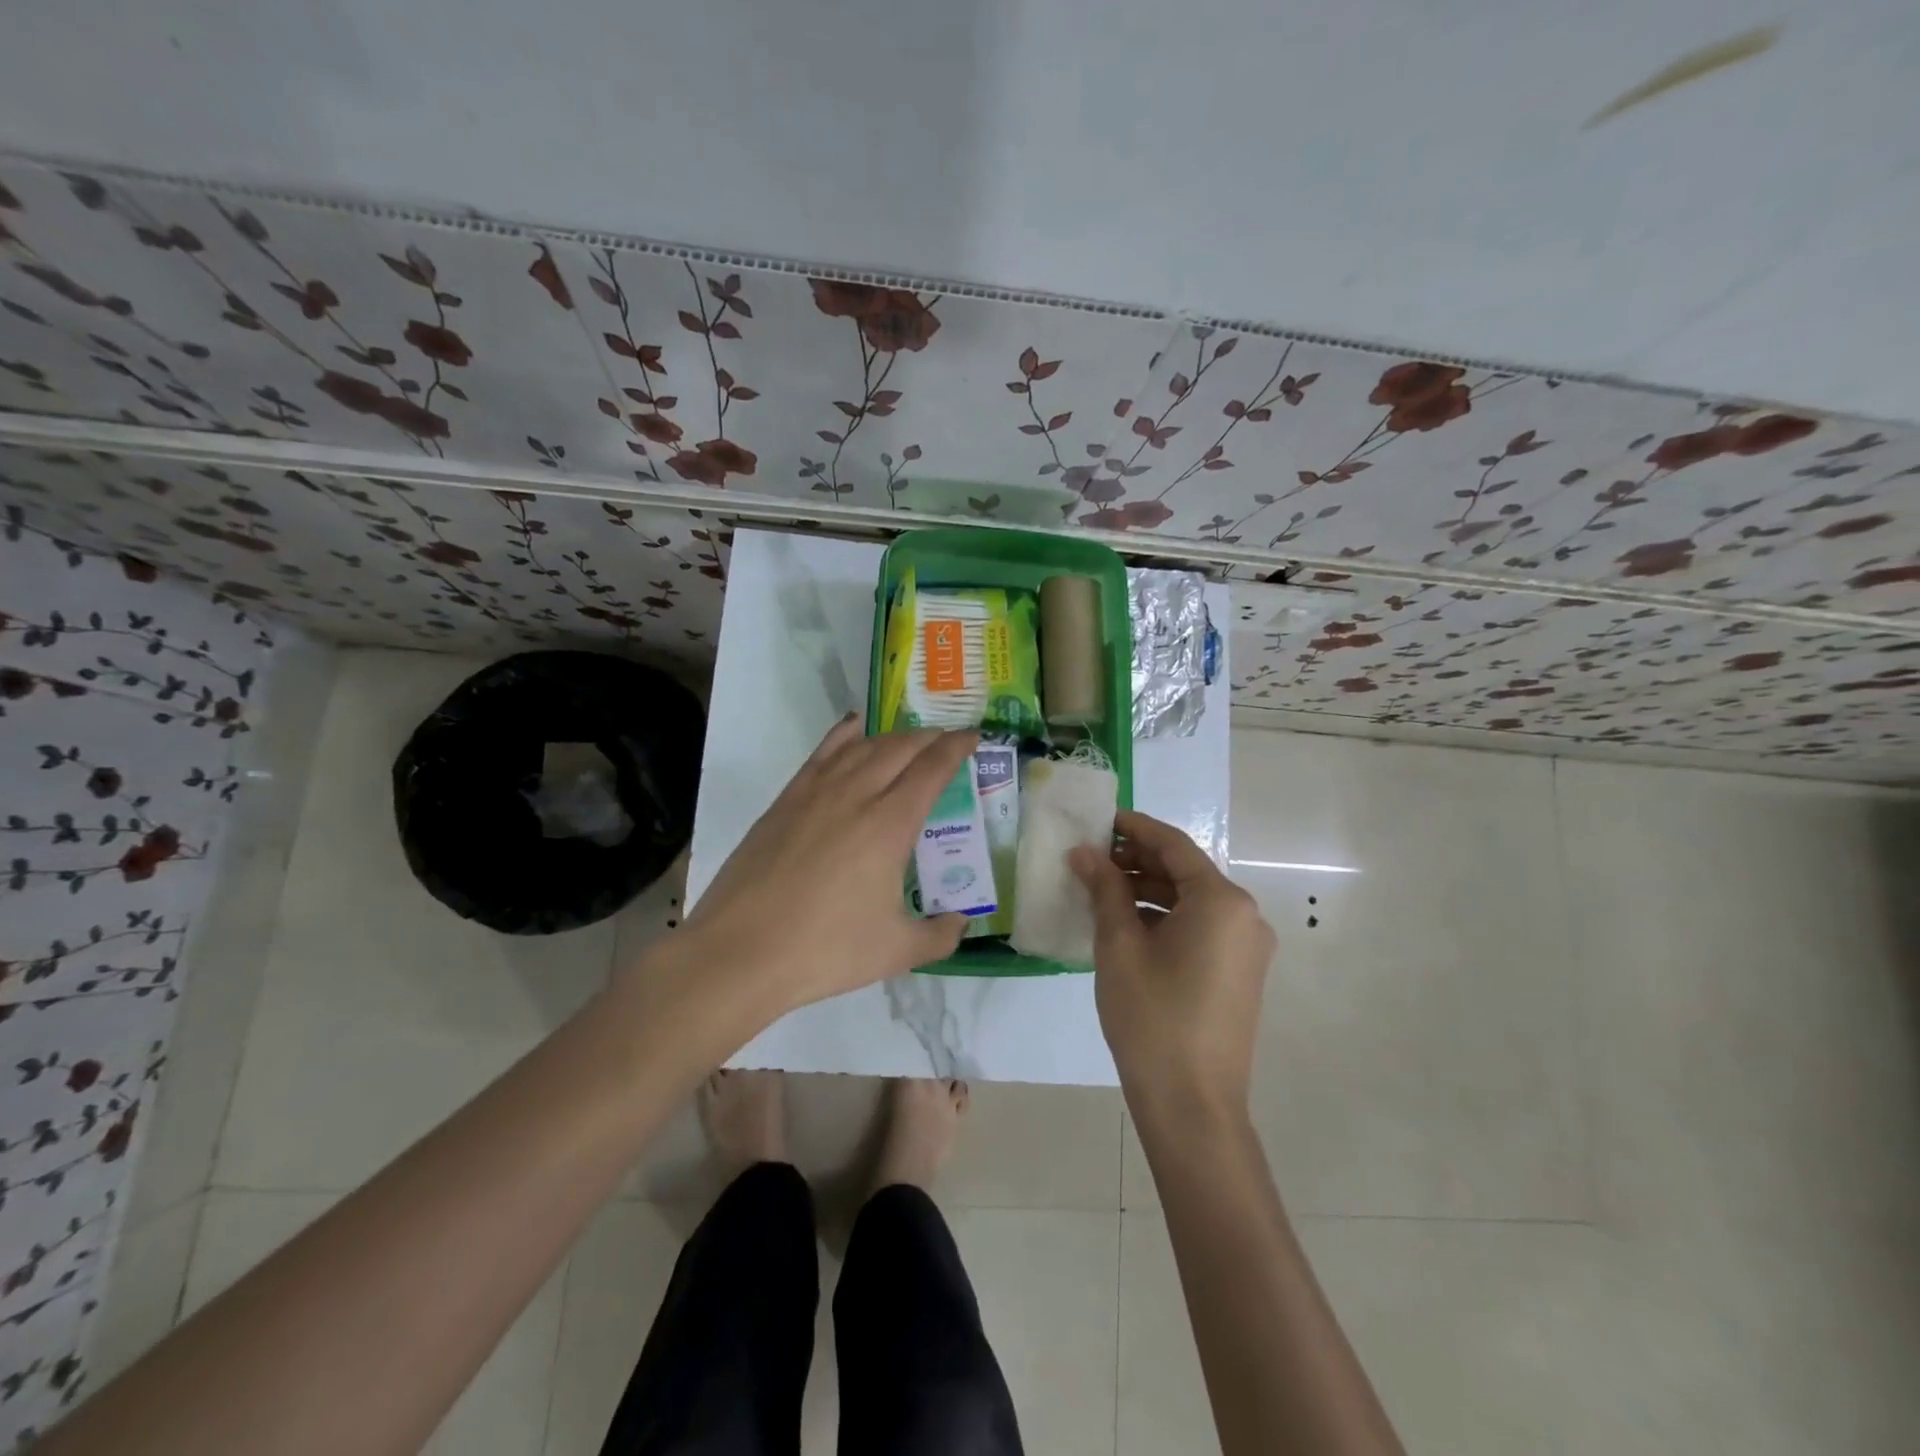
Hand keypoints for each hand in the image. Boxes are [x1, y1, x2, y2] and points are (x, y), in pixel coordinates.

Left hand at [671, 715, 977, 1024]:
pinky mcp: (785, 800)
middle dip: (929, 738)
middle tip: (946, 742)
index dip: (957, 747)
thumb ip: (938, 935)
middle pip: (900, 748)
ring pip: (862, 746)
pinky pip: (822, 752)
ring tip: (908, 741)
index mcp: (890, 825)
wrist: (740, 952)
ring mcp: (815, 793)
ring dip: (892, 737)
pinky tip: (854, 728)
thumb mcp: (896, 951)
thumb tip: (960, 923)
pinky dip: (845, 734)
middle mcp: (856, 795)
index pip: (932, 769)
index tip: (973, 737)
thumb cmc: (825, 950)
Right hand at [1070, 810, 1274, 1123]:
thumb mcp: (1119, 946)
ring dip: (1147, 890)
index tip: (1099, 818)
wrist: (1192, 1105)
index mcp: (1221, 901)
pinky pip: (1199, 928)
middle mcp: (1243, 916)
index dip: (1134, 827)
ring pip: (1190, 901)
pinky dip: (1163, 918)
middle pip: (1184, 872)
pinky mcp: (1238, 973)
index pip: (1173, 845)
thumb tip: (1084, 852)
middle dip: (1137, 860)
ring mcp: (1245, 947)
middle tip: (1091, 855)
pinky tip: (1125, 924)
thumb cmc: (1152, 1017)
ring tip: (1100, 889)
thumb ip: (1105, 889)